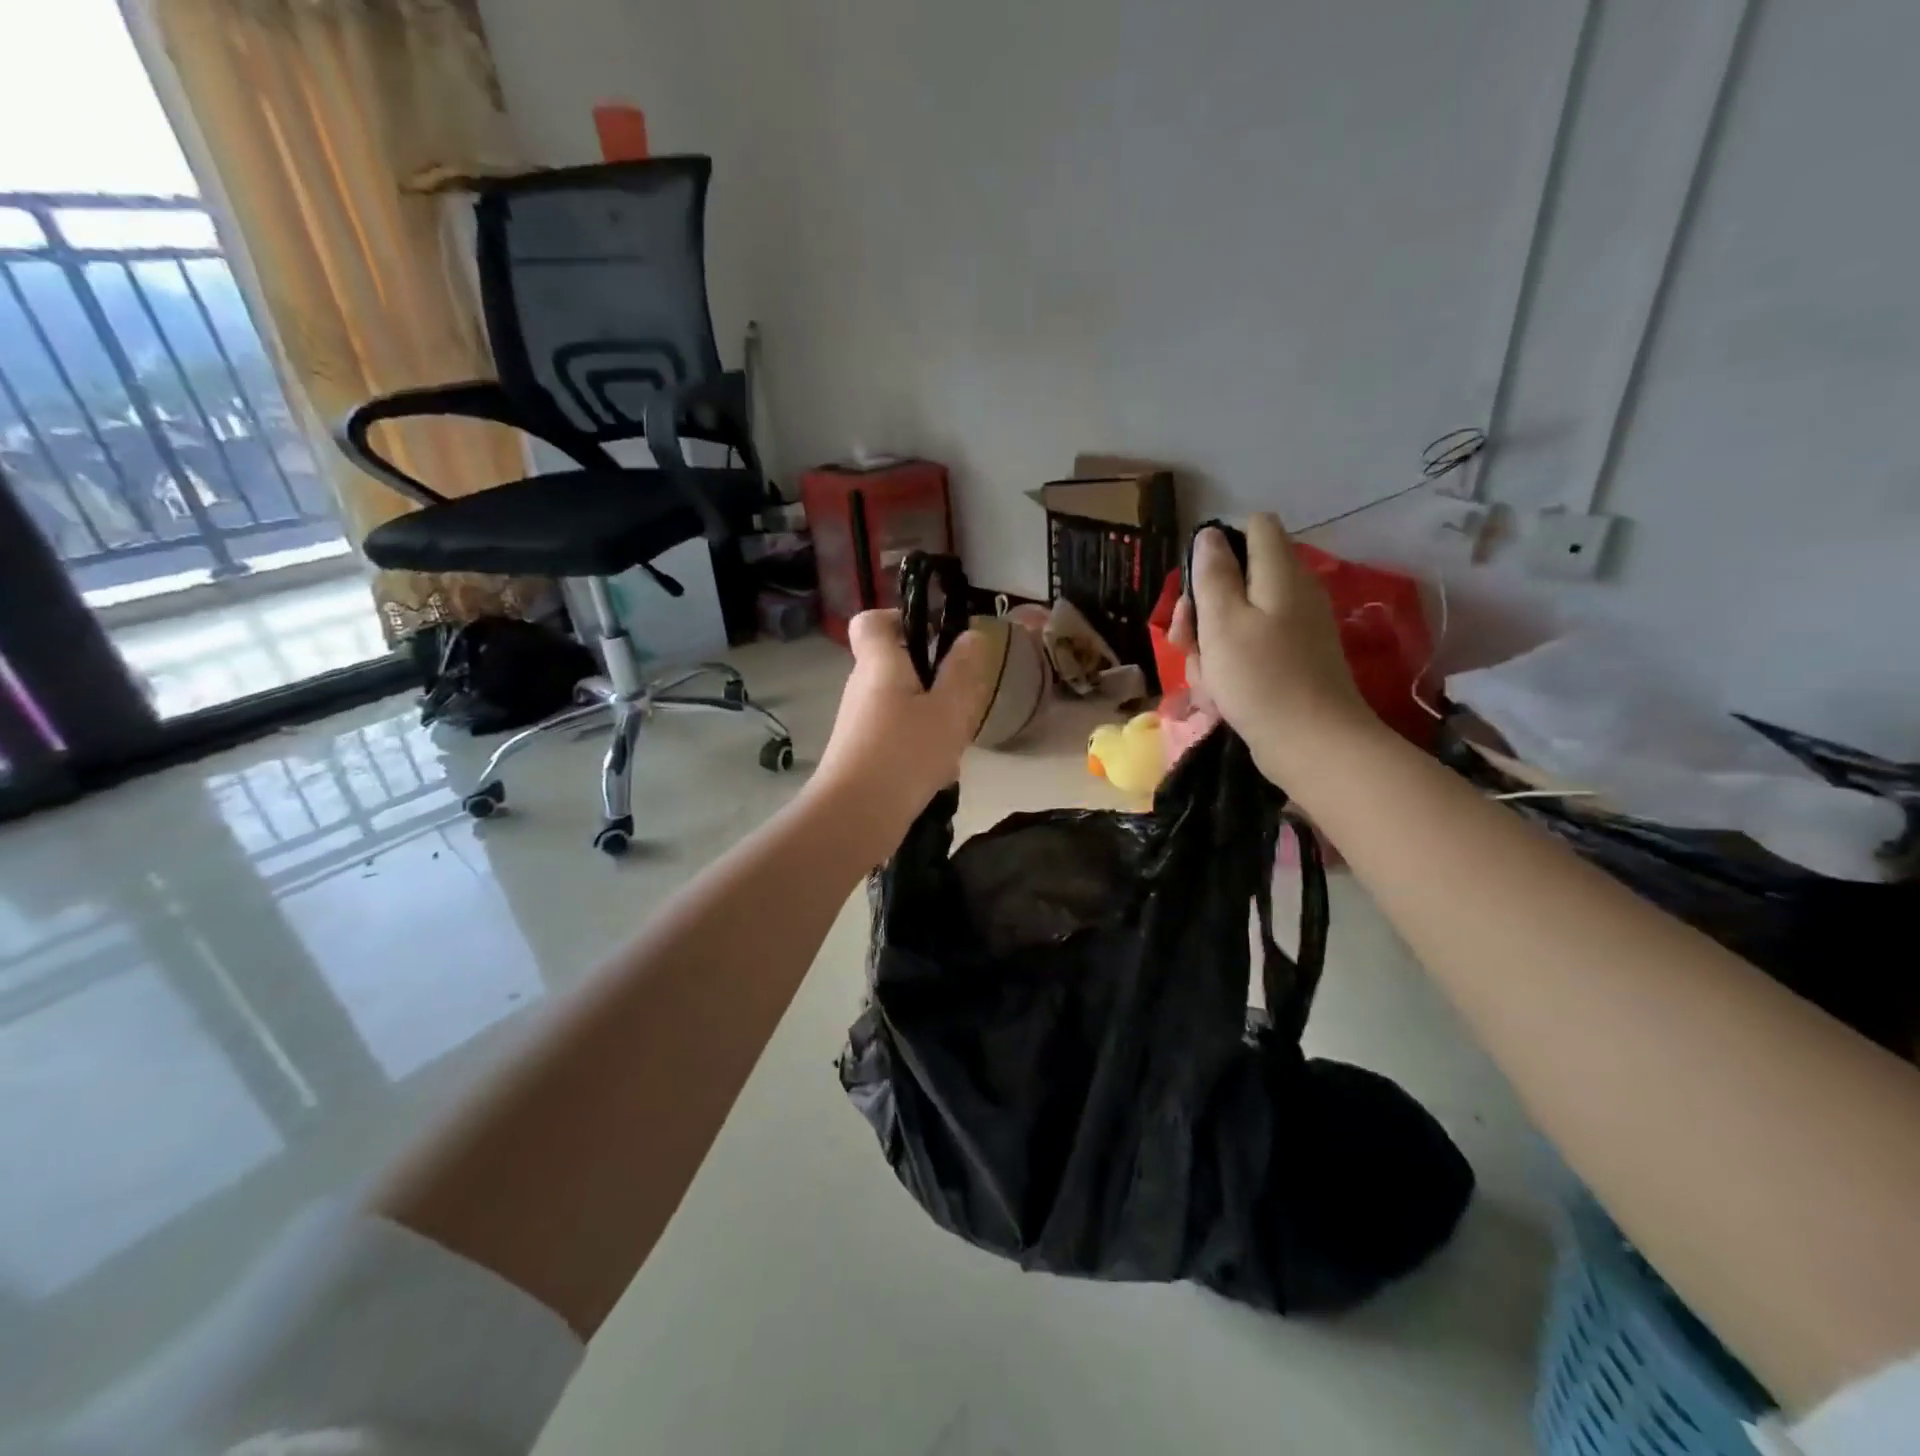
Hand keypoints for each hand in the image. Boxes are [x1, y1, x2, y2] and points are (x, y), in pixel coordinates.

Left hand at [811, 609, 993, 850]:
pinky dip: (919, 748)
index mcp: (879, 664)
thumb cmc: (904, 754)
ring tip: (953, 745)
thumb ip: (962, 670)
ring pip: (903, 706)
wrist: (854, 818)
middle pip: (896, 666)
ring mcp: (859, 722)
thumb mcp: (948, 710)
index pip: (871, 621)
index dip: (900, 618)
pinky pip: (897, 737)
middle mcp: (862, 686)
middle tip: (960, 700)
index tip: (933, 634)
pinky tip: (938, 775)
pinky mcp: (861, 753)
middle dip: (934, 680)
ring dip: (932, 720)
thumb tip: (971, 635)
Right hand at [1169, 513, 1379, 783]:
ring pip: (1236, 620)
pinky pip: (1249, 650)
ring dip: (1210, 645)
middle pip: (1238, 578)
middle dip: (1203, 607)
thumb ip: (1213, 574)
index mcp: (1280, 573)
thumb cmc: (1259, 678)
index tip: (1194, 582)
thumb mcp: (1222, 622)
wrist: (1311, 744)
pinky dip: (1229, 667)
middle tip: (1185, 640)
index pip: (1254, 526)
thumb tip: (1209, 535)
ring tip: (1205, 679)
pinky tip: (1219, 696)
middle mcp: (1293, 593)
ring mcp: (1294, 630)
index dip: (1219, 544)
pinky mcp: (1291, 662)